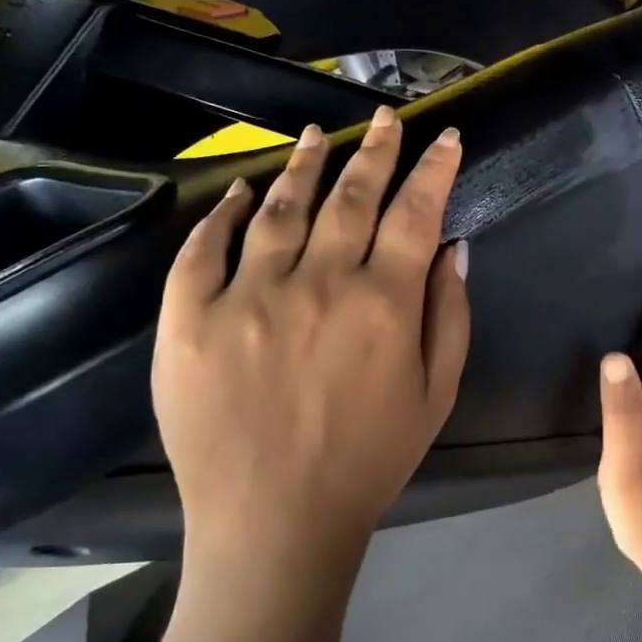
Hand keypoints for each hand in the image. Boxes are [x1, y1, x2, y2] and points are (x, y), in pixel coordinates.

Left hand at [151, 108, 470, 561]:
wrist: (272, 523)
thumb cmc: (368, 462)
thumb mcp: (436, 395)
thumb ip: (449, 314)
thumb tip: (452, 246)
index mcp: (382, 303)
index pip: (415, 212)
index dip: (434, 168)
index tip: (446, 136)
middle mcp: (316, 283)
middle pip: (351, 196)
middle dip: (375, 150)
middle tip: (385, 117)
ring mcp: (246, 296)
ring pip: (279, 207)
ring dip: (304, 166)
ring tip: (318, 134)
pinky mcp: (188, 318)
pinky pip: (204, 249)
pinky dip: (222, 212)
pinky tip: (239, 190)